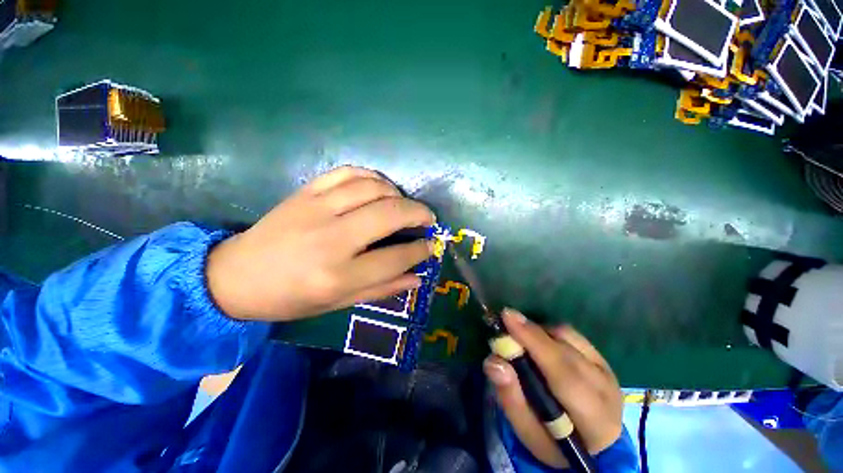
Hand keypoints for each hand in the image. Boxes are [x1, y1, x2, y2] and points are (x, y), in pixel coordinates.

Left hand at [207, 166, 435, 321]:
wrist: (235, 276)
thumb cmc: (290, 298)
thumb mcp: (338, 304)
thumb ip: (382, 289)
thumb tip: (417, 277)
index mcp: (339, 275)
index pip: (396, 257)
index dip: (420, 250)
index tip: (430, 245)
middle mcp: (331, 239)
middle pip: (390, 214)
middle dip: (418, 213)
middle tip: (428, 218)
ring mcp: (316, 209)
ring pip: (373, 188)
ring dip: (397, 194)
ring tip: (403, 205)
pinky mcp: (305, 192)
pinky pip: (348, 172)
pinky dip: (372, 176)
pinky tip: (379, 187)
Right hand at [483, 309, 623, 468]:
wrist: (591, 445)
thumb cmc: (553, 442)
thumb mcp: (528, 432)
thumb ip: (511, 398)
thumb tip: (494, 362)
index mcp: (594, 419)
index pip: (564, 373)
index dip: (534, 342)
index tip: (508, 317)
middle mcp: (606, 389)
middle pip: (566, 351)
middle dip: (532, 333)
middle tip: (505, 319)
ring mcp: (606, 370)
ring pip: (569, 338)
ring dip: (540, 332)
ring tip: (521, 339)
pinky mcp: (602, 358)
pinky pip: (571, 334)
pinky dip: (549, 332)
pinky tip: (539, 342)